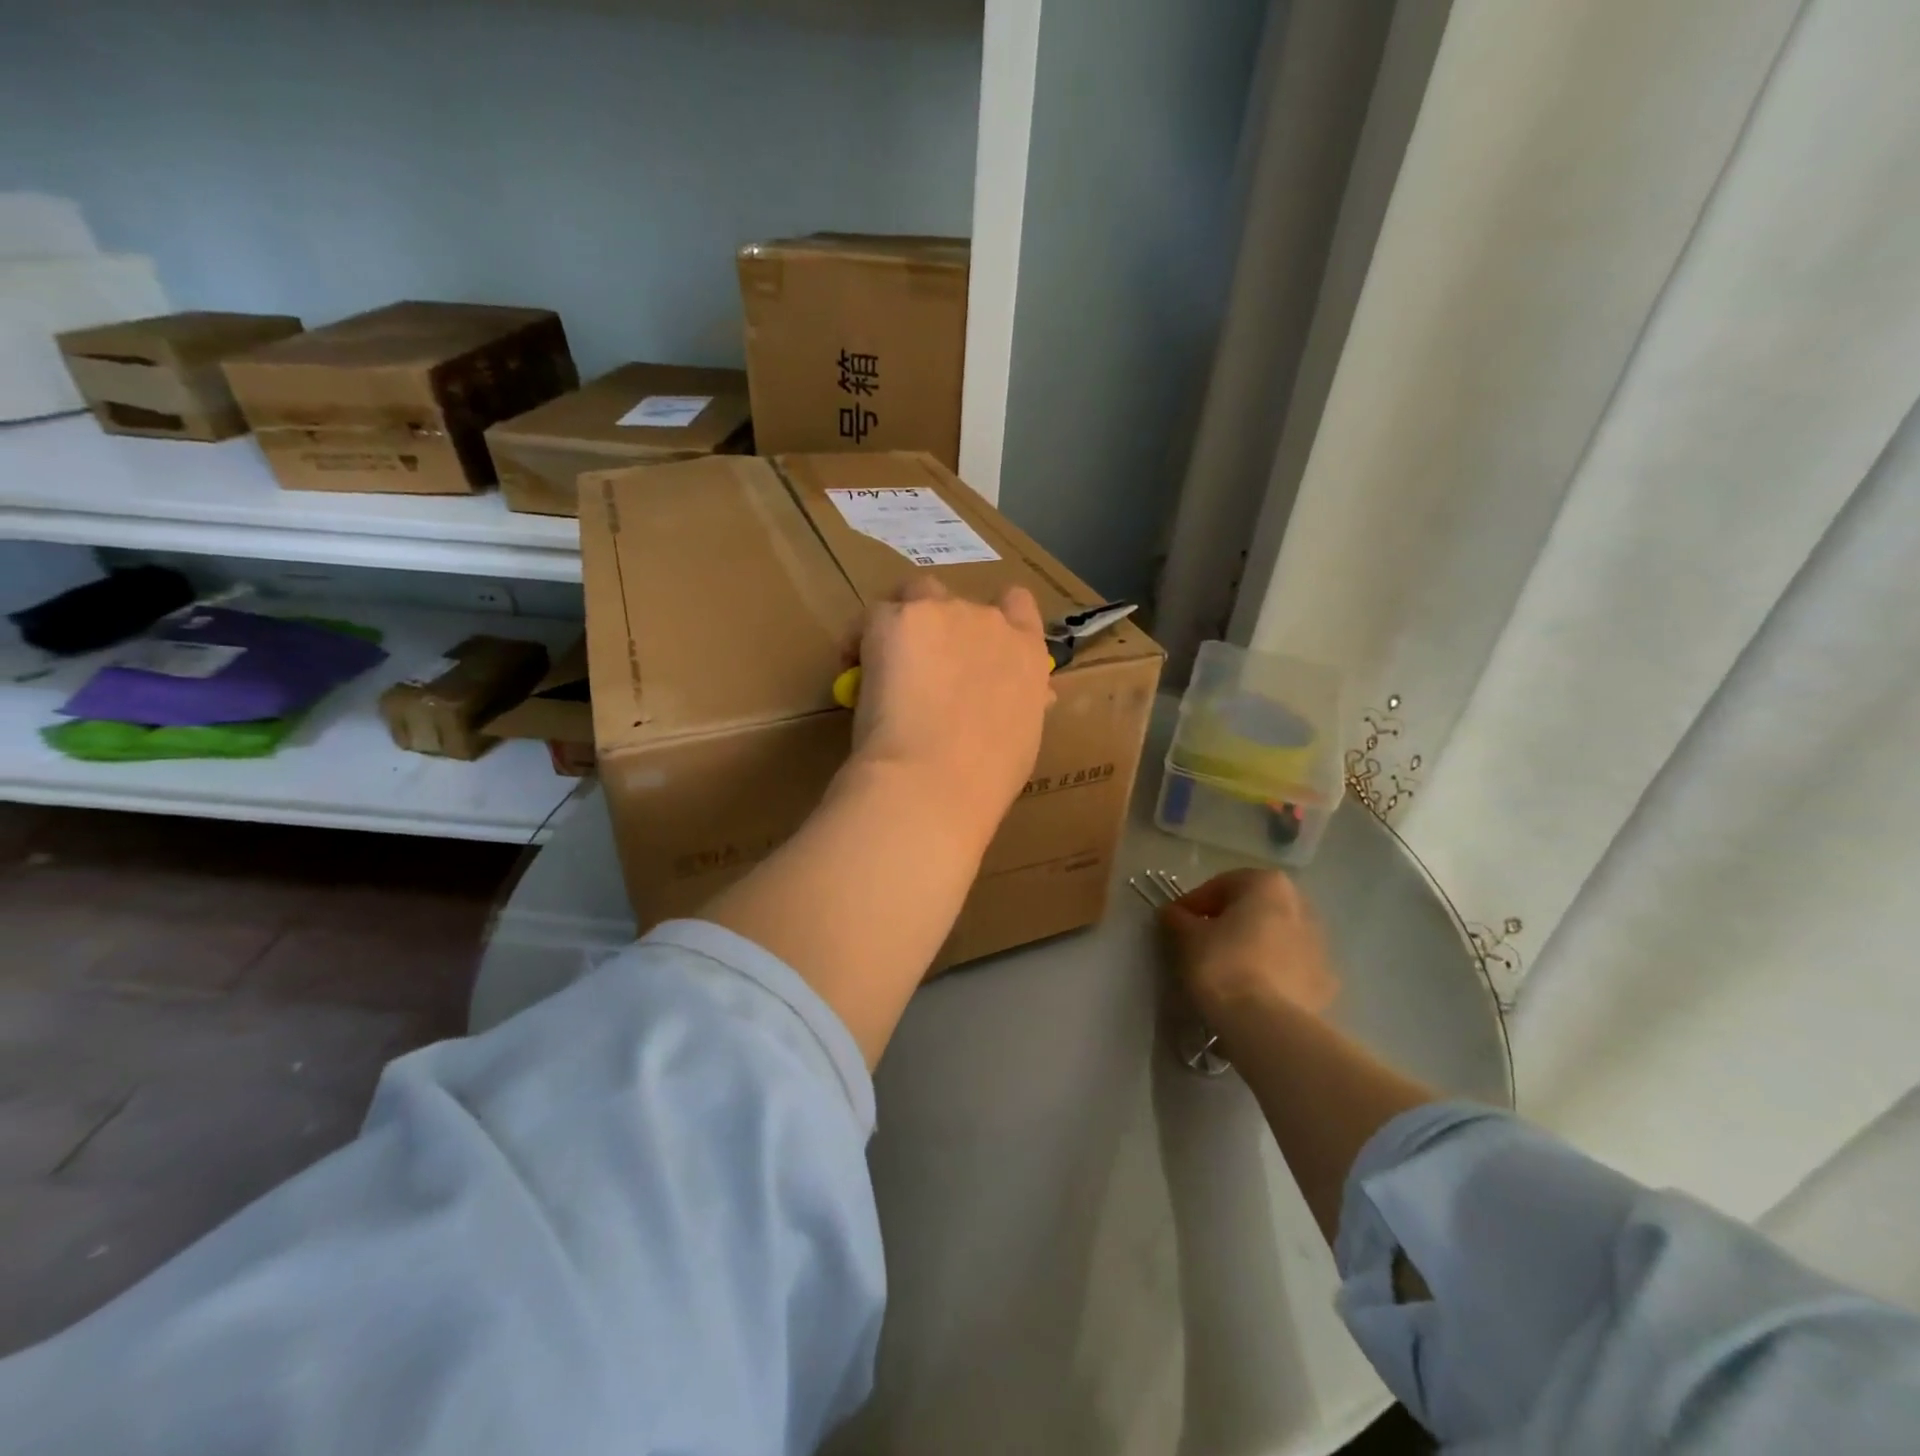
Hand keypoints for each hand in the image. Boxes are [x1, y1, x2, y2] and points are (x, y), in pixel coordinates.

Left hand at [849, 577, 1052, 838]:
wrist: (934, 779)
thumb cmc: (986, 777)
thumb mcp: (1022, 737)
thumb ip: (1022, 703)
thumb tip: (1032, 696)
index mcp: (1027, 653)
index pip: (1018, 605)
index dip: (994, 616)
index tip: (974, 645)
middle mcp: (988, 622)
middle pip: (958, 603)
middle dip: (939, 629)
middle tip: (921, 671)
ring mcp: (942, 614)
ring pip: (913, 597)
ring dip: (902, 621)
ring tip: (882, 660)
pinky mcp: (896, 619)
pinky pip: (873, 616)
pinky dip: (861, 638)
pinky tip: (853, 669)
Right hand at [1160, 868, 1337, 1032]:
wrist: (1267, 1025)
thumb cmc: (1223, 964)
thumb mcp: (1187, 936)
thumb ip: (1178, 918)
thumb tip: (1173, 914)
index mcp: (1267, 884)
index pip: (1220, 886)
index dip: (1193, 904)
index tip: (1175, 924)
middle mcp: (1301, 905)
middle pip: (1253, 908)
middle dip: (1227, 921)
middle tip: (1200, 943)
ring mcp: (1320, 944)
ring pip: (1274, 937)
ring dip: (1251, 945)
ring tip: (1227, 970)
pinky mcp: (1326, 981)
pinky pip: (1290, 967)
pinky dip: (1272, 972)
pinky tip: (1252, 990)